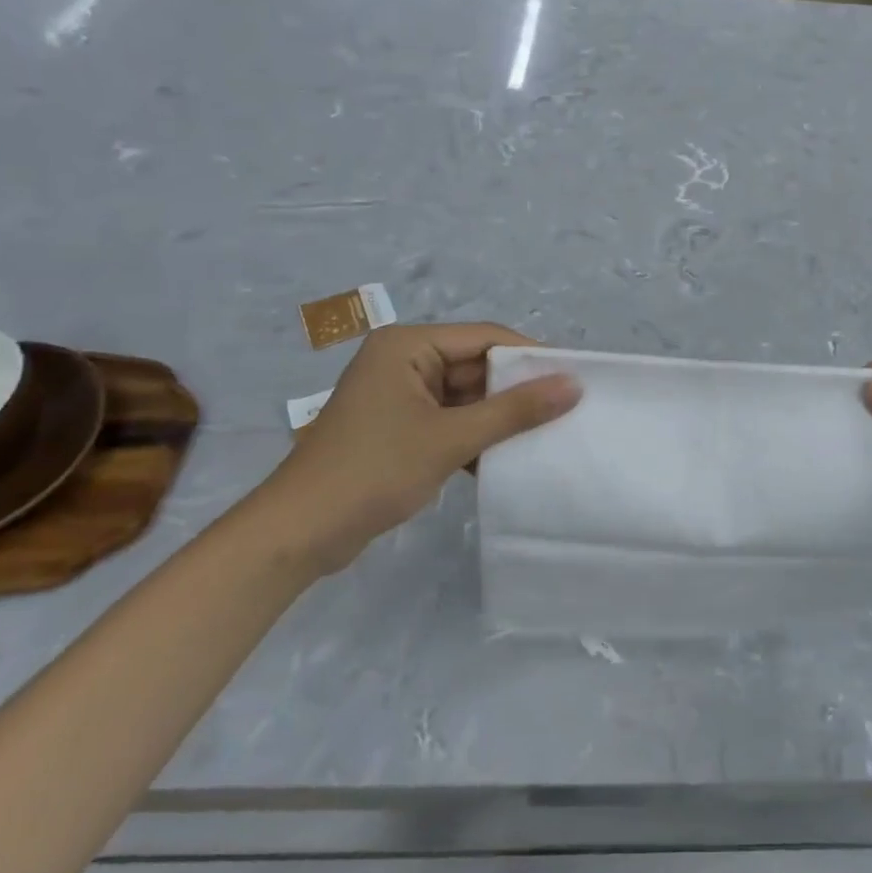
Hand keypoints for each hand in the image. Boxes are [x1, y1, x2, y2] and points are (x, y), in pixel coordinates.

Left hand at [263, 323, 579, 573]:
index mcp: (408, 345)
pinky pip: (451, 421)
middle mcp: (404, 361)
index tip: (573, 378)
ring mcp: (400, 396)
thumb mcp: (451, 438)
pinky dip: (476, 437)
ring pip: (467, 397)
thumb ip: (514, 410)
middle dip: (516, 391)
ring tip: (547, 434)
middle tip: (566, 410)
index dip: (530, 356)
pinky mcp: (400, 428)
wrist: (298, 535)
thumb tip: (573, 386)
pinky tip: (508, 458)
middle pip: (477, 366)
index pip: (485, 337)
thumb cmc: (373, 472)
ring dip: (499, 418)